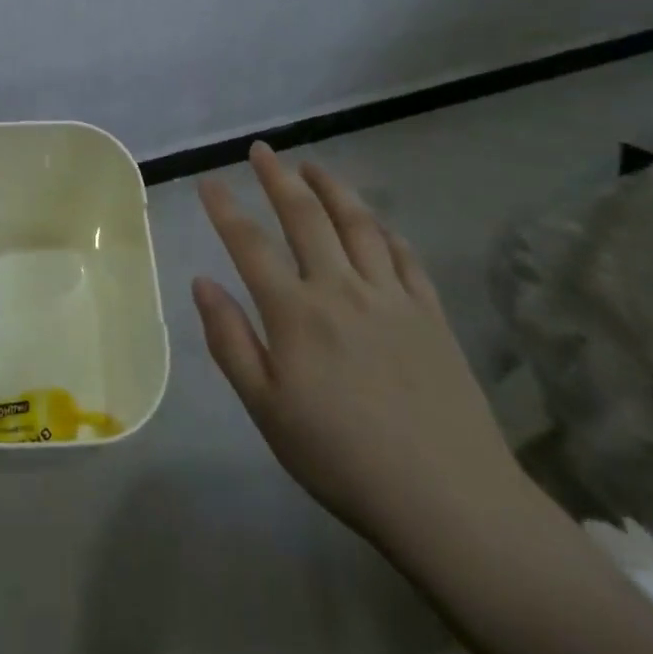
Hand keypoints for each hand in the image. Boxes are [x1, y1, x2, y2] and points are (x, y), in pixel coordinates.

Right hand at [193, 144, 521, 549]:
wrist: (451, 503)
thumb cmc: (343, 460)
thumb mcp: (267, 411)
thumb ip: (230, 341)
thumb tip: (201, 282)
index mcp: (296, 313)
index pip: (250, 244)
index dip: (225, 208)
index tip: (208, 181)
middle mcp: (341, 289)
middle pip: (305, 216)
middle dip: (278, 178)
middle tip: (262, 150)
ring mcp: (391, 296)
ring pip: (357, 223)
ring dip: (332, 187)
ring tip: (312, 166)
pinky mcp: (431, 312)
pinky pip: (404, 255)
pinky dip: (384, 229)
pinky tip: (374, 221)